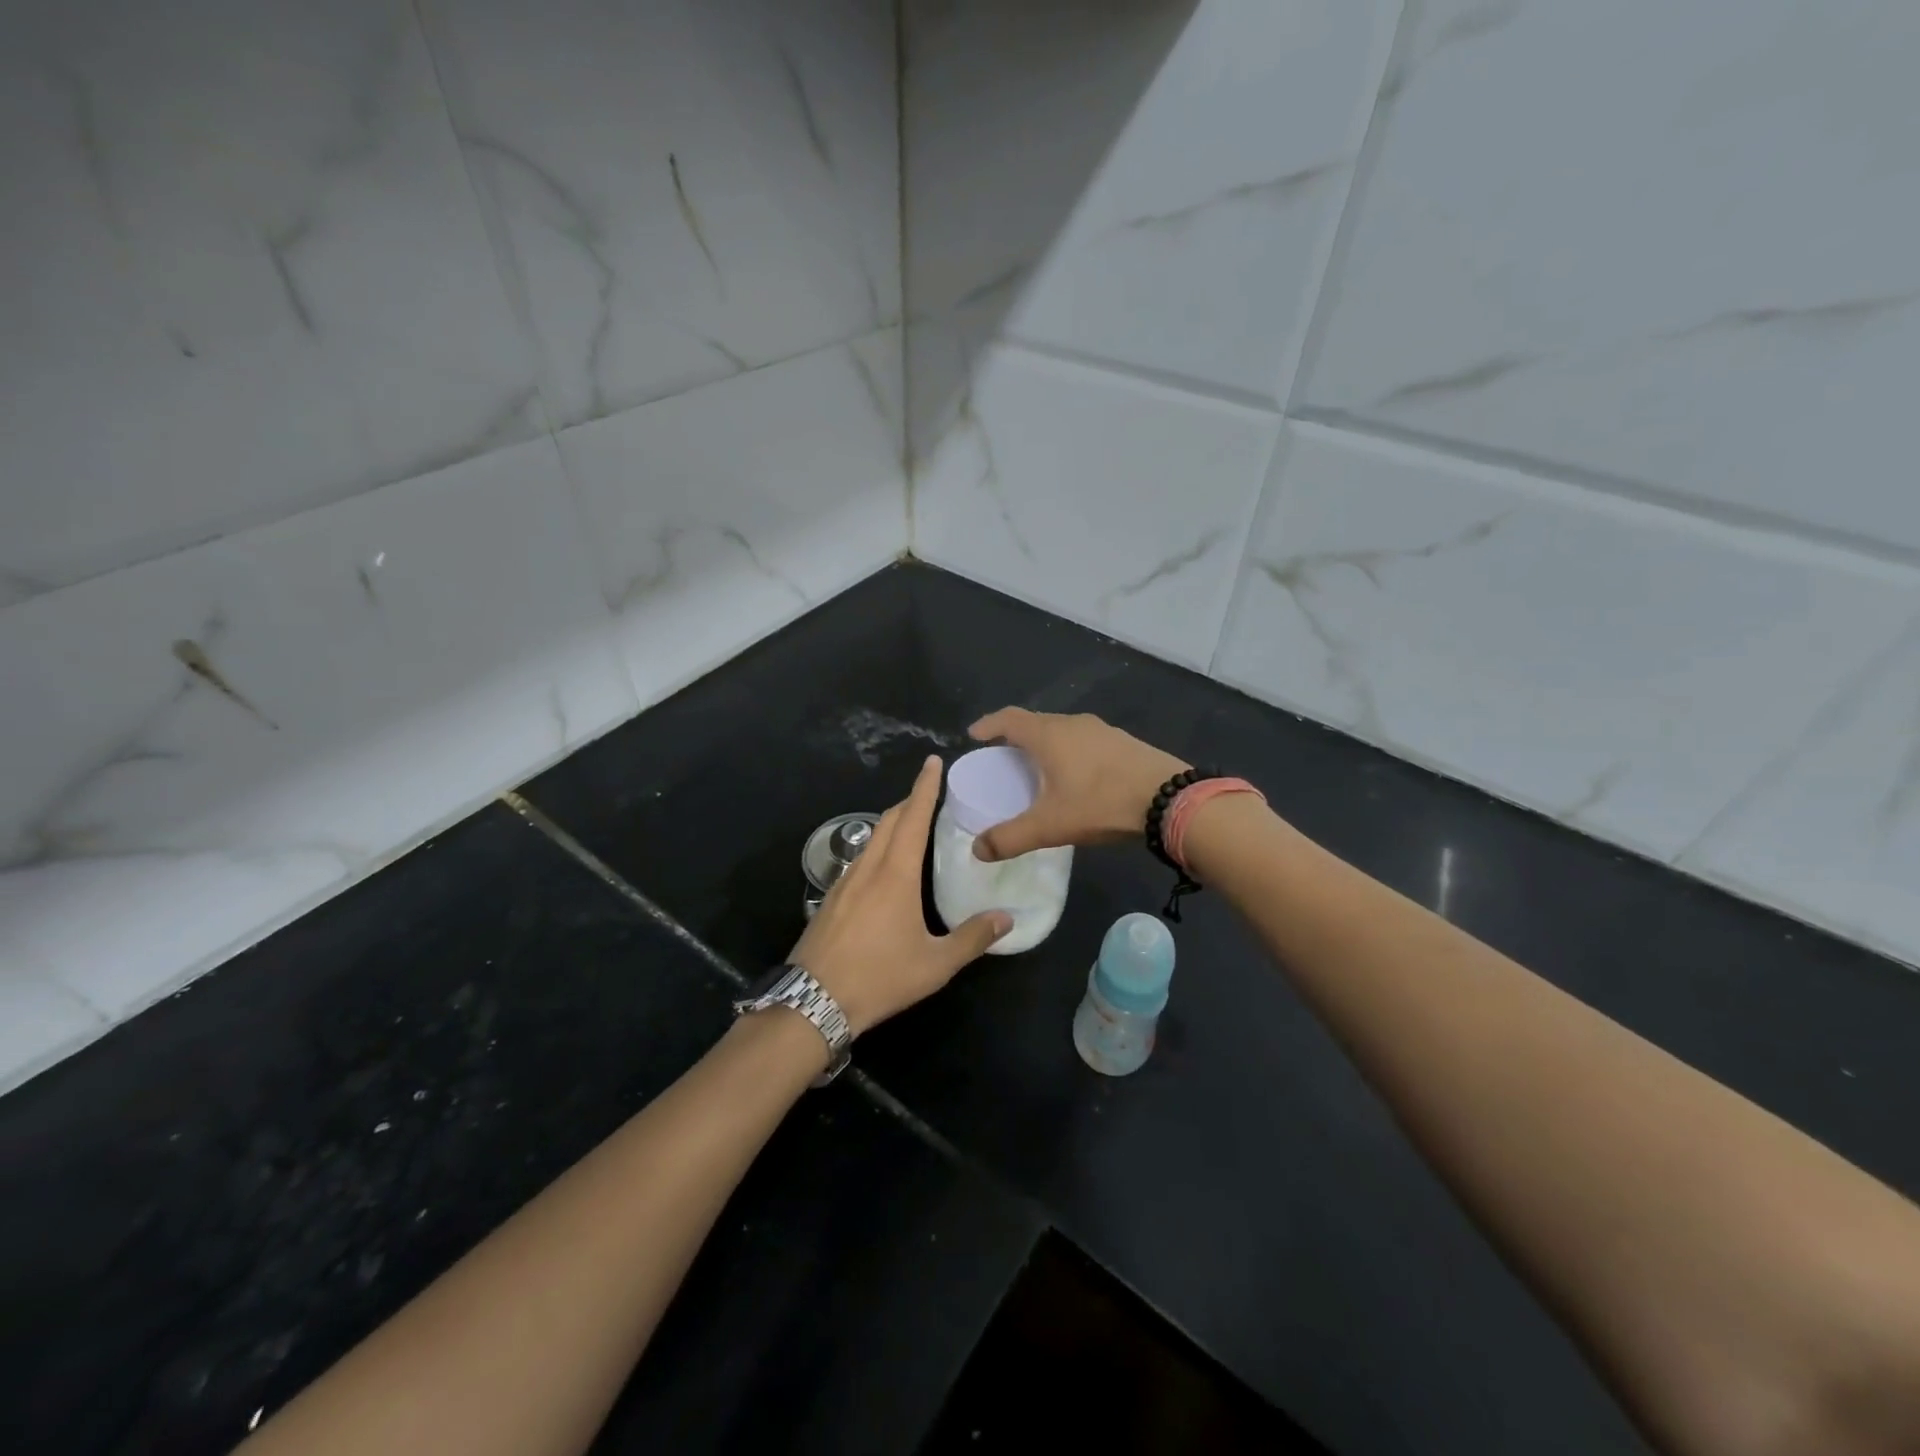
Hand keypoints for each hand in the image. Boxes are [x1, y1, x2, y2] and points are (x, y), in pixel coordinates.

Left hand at [790, 756, 1010, 1035]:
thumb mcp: (935, 964)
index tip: (933, 762)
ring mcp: (844, 882)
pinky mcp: (831, 898)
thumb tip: (1007, 918)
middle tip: (930, 792)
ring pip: (871, 838)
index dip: (924, 788)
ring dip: (892, 823)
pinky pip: (860, 858)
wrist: (814, 1000)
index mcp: (896, 875)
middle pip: (889, 820)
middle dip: (909, 800)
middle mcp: (868, 868)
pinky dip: (878, 846)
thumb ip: (972, 938)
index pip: (913, 818)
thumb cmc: (880, 978)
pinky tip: (885, 866)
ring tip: (913, 825)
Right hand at [965, 708, 1188, 862]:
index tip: (974, 735)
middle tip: (1003, 756)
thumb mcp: (1050, 825)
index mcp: (1049, 735)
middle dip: (1015, 736)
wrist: (1170, 799)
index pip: (1009, 719)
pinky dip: (1069, 750)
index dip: (988, 724)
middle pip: (1035, 722)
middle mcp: (1073, 724)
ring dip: (1045, 743)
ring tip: (1037, 766)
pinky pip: (1084, 740)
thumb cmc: (1101, 803)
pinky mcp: (1123, 742)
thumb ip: (1010, 838)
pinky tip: (1076, 774)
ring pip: (1062, 730)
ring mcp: (1102, 730)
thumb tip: (977, 850)